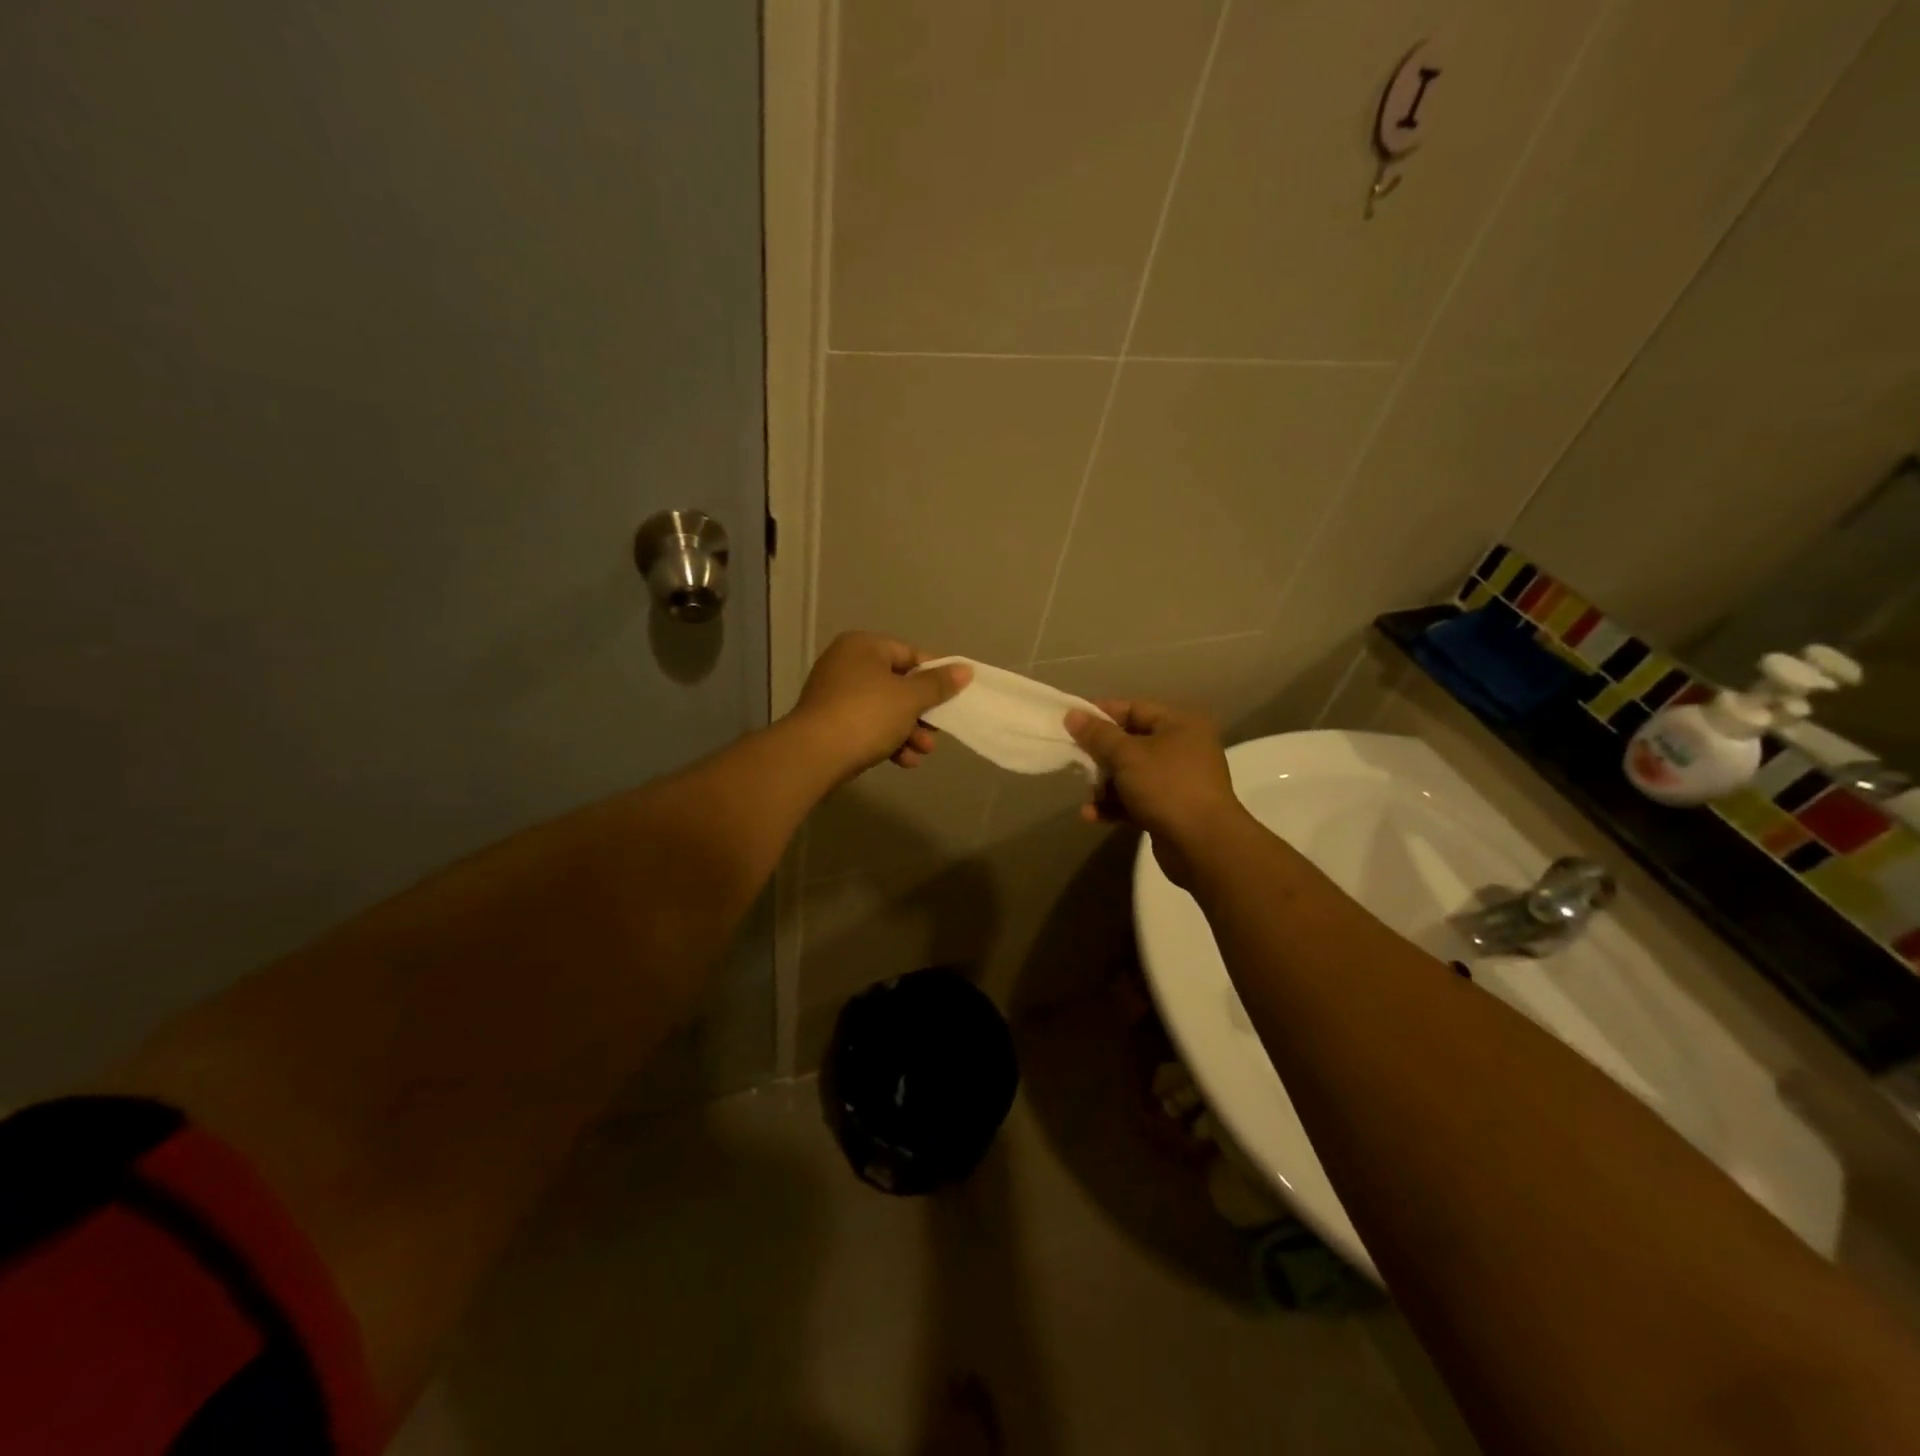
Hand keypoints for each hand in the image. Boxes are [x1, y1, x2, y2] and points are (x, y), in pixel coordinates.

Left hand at [788, 632, 970, 780]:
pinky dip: (887, 740)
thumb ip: (938, 684)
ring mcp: (835, 695)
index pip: (909, 654)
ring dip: (908, 731)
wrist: (814, 755)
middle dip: (921, 712)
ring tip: (923, 752)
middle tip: (938, 730)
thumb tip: (965, 670)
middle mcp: (846, 664)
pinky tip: (904, 761)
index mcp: (863, 647)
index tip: (954, 695)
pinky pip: (867, 726)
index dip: (935, 674)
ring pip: (884, 709)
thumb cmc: (867, 714)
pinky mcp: (830, 723)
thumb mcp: (909, 698)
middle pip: (897, 684)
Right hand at [1064, 699, 1249, 888]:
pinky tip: (1091, 815)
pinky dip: (1114, 805)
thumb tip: (1072, 714)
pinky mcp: (1170, 811)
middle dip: (1100, 753)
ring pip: (1131, 774)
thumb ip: (1098, 734)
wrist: (1203, 845)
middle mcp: (1182, 749)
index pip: (1135, 709)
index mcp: (1180, 725)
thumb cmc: (1167, 787)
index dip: (1102, 713)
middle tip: (1073, 758)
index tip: (1071, 721)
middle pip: (1131, 743)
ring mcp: (1177, 782)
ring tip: (1085, 793)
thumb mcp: (1127, 755)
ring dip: (1105, 783)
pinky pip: (1135, 800)